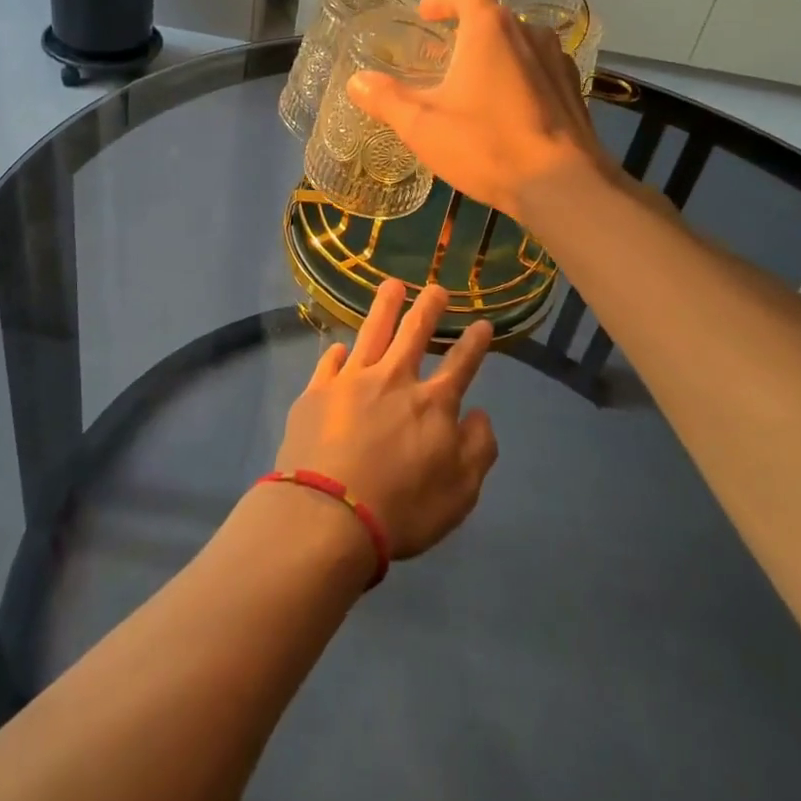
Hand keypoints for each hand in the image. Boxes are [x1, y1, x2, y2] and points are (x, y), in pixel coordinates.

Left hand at [276, 281, 498, 560]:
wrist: (328, 515)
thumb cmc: (401, 510)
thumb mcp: (460, 493)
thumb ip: (477, 449)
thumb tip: (478, 413)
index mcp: (432, 404)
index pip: (460, 365)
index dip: (474, 344)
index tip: (483, 323)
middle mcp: (393, 380)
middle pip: (414, 333)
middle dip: (428, 307)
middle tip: (435, 288)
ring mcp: (351, 381)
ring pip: (371, 332)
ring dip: (385, 306)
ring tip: (391, 285)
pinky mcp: (317, 392)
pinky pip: (329, 362)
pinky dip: (337, 353)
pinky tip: (339, 347)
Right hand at [347, 0, 606, 222]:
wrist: (562, 185)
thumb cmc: (485, 145)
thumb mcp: (422, 125)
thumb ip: (386, 99)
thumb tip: (356, 81)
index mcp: (490, 29)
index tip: (425, 14)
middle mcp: (528, 33)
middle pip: (492, 19)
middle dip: (464, 32)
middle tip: (440, 57)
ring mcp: (557, 60)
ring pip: (517, 44)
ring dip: (492, 55)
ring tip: (471, 83)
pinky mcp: (573, 89)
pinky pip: (538, 70)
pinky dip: (516, 77)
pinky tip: (505, 108)